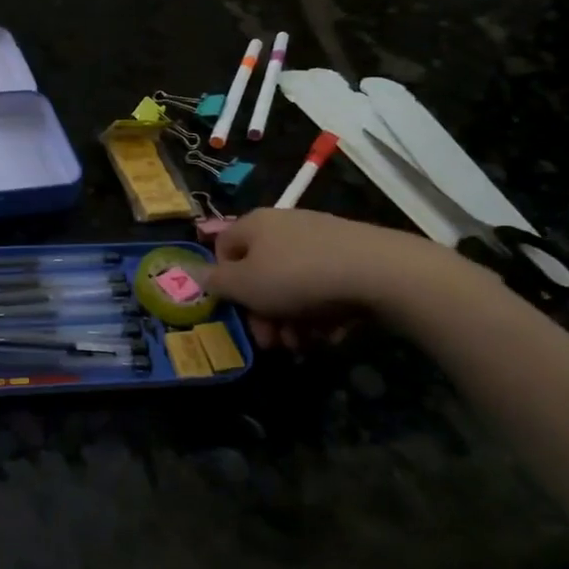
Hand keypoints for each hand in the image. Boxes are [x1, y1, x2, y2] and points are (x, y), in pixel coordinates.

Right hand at [204, 208, 455, 351]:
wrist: (380, 272)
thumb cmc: (298, 277)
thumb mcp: (245, 285)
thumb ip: (214, 281)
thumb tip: (189, 272)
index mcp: (254, 224)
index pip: (223, 249)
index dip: (225, 283)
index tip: (237, 310)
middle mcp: (284, 225)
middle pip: (260, 273)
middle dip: (263, 313)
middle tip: (273, 341)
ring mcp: (320, 240)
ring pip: (292, 286)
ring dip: (291, 320)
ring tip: (304, 344)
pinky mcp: (351, 257)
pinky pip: (323, 287)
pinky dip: (322, 313)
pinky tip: (331, 333)